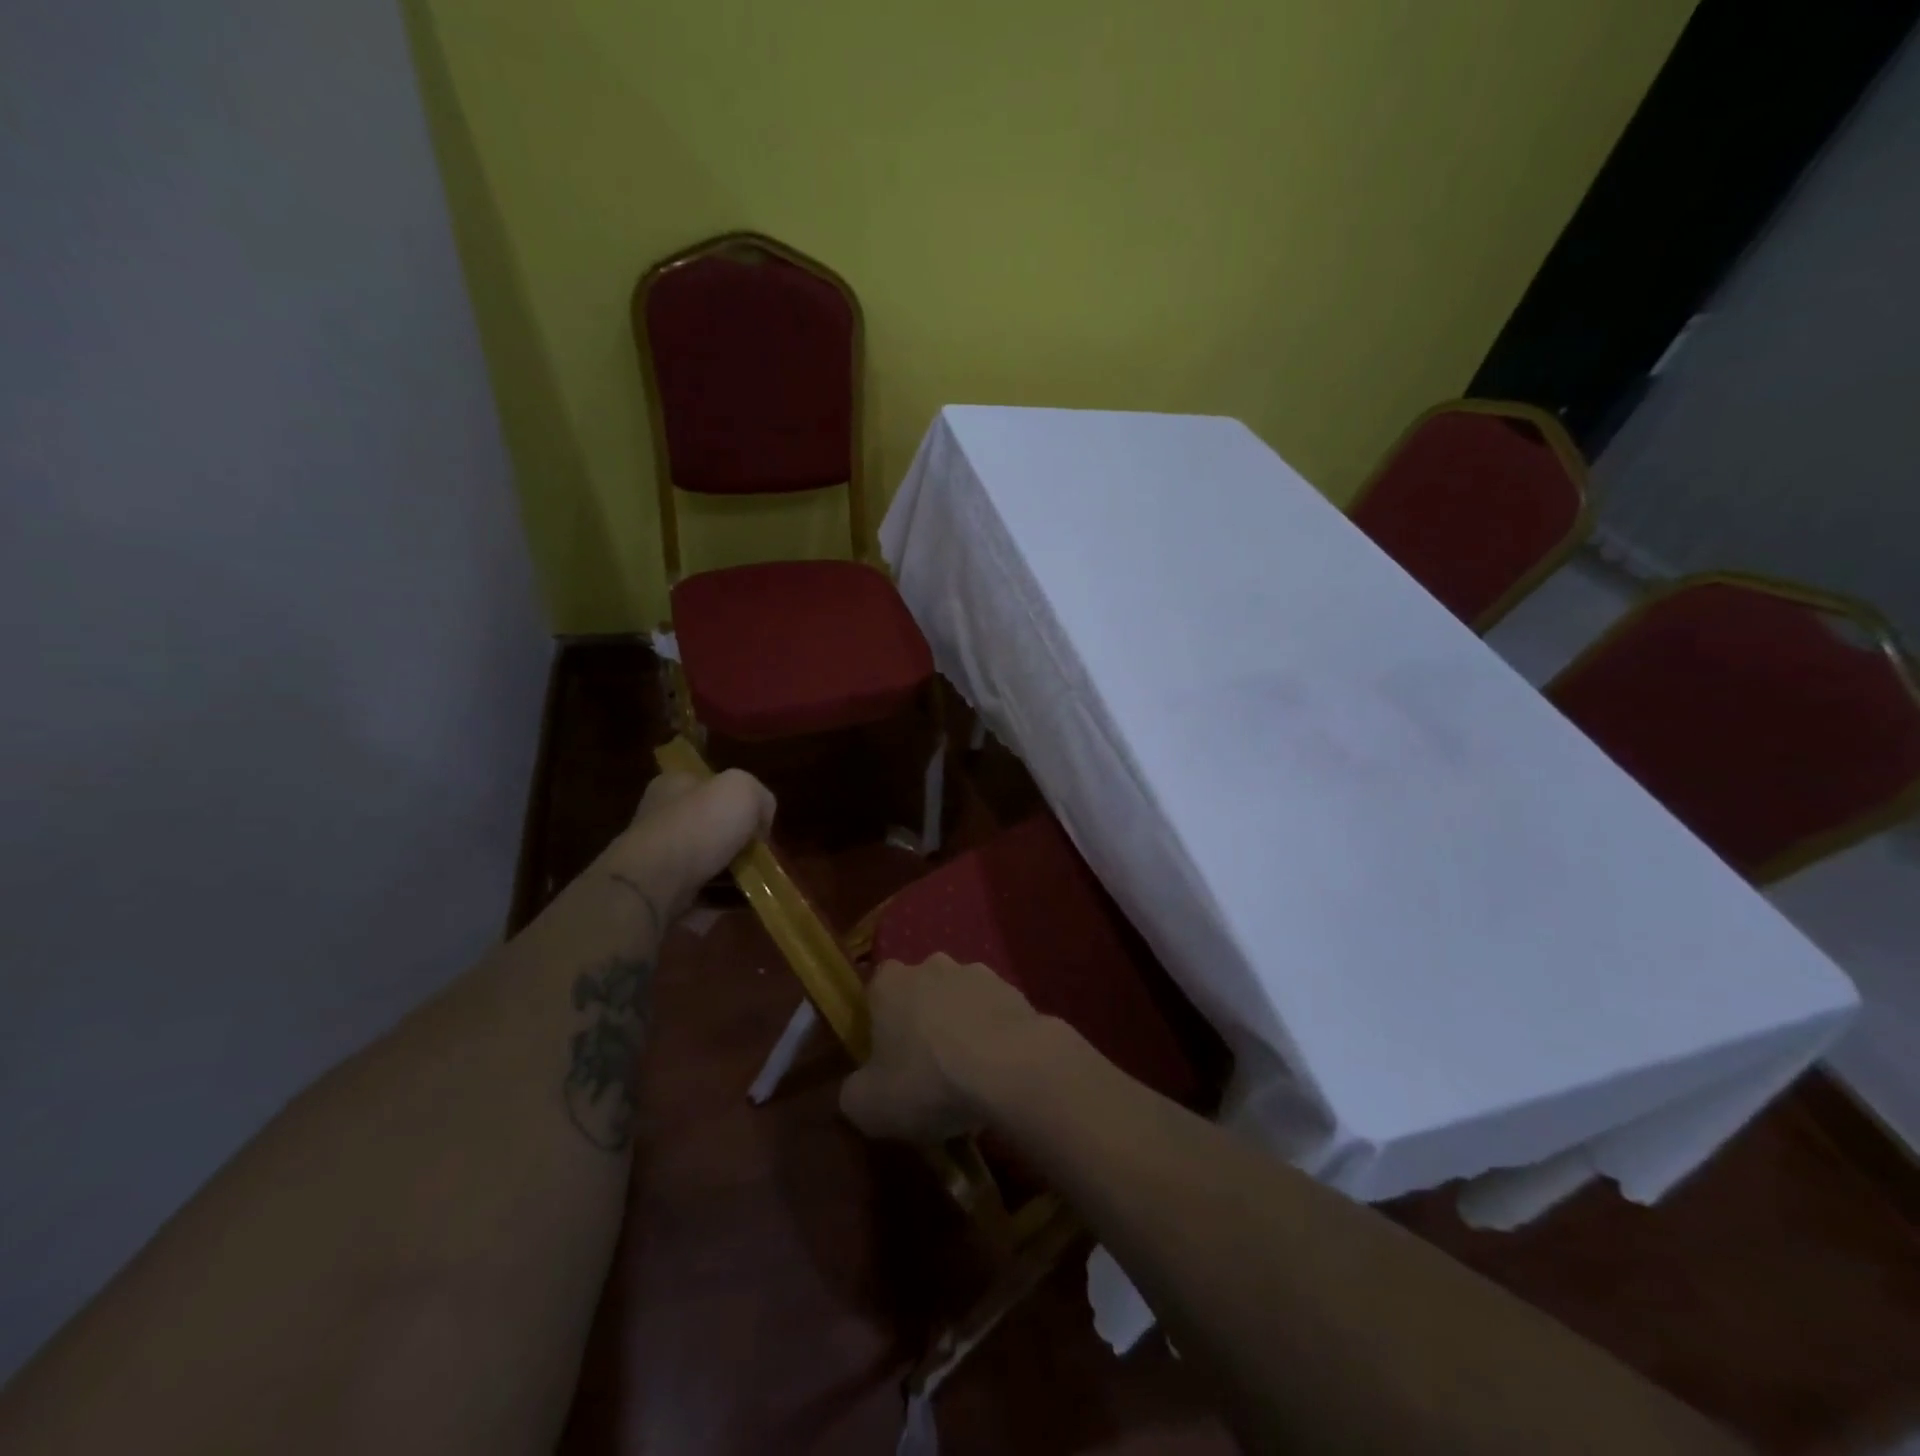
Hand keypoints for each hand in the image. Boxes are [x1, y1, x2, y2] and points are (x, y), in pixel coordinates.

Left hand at [620, 767, 774, 916]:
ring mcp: (657, 857)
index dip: (740, 803)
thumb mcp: (743, 790)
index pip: (712, 786)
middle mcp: (662, 816)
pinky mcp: (658, 892)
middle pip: (712, 827)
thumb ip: (760, 798)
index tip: (760, 825)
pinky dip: (720, 900)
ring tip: (757, 886)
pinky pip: (699, 894)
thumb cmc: (699, 826)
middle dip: (738, 844)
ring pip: (707, 863)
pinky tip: (739, 905)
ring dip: (733, 875)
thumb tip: (760, 823)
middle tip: (761, 858)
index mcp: (675, 784)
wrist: (653, 883)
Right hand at [838, 955, 1051, 1142]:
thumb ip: (852, 1093)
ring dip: (960, 1026)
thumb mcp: (869, 1106)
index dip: (879, 1025)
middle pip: (919, 992)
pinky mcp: (1012, 989)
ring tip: (968, 1073)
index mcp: (889, 983)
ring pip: (959, 999)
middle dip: (921, 1022)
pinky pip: (993, 1012)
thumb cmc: (928, 1080)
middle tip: (927, 1069)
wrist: (1009, 1066)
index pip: (875, 993)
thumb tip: (857, 1088)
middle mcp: (930, 965)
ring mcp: (975, 972)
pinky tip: (998, 1069)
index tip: (887, 1058)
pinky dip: (993, 1033)